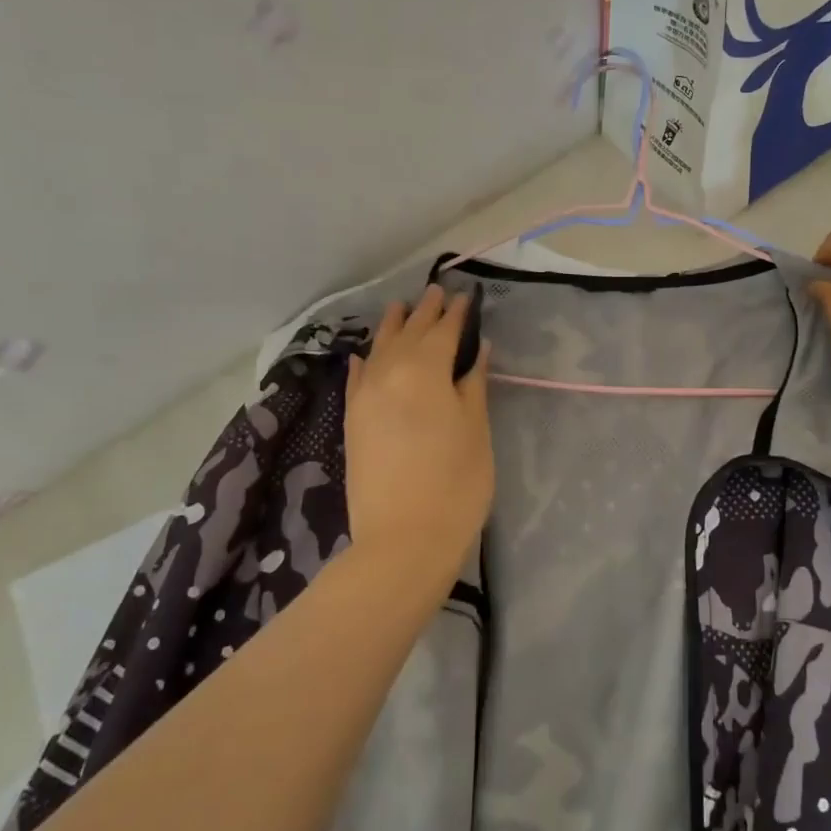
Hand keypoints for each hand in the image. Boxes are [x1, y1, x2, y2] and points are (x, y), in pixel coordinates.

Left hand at [342, 286, 494, 582]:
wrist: (403, 539)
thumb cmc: (456, 482)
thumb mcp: (476, 429)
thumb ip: (474, 383)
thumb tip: (477, 349)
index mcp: (425, 370)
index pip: (443, 331)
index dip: (456, 313)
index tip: (464, 296)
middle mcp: (389, 373)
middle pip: (408, 333)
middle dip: (423, 312)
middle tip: (434, 291)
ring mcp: (365, 397)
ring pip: (378, 350)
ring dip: (391, 327)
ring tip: (399, 307)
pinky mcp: (352, 421)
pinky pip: (356, 379)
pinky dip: (364, 362)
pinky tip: (364, 355)